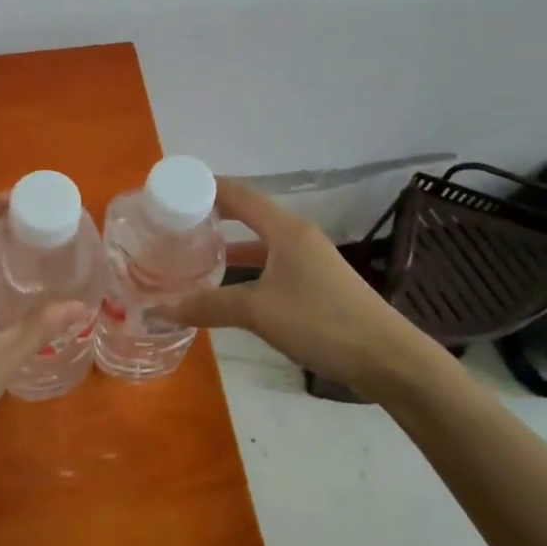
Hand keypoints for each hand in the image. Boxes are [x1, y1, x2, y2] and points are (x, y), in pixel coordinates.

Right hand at [161, 178, 428, 396]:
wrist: (386, 357)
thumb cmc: (321, 322)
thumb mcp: (258, 312)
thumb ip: (208, 305)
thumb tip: (159, 307)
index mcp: (285, 229)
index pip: (239, 193)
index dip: (206, 188)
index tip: (172, 191)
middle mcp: (297, 236)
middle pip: (248, 213)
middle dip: (212, 215)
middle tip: (175, 225)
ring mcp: (309, 260)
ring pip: (260, 241)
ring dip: (229, 244)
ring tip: (193, 253)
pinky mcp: (315, 283)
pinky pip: (271, 263)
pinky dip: (246, 267)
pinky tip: (228, 287)